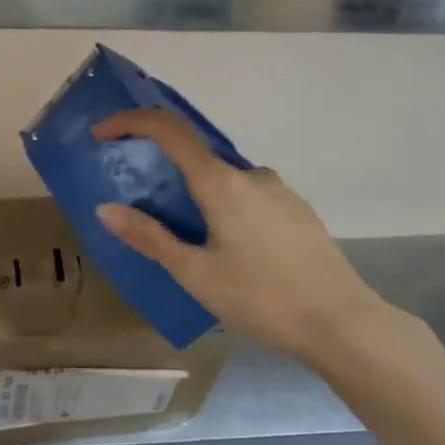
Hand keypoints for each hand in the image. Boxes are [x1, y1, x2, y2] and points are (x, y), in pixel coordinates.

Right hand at [93, 110, 405, 368]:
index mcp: (222, 183)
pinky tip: (232, 253)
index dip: (132, 122)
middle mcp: (251, 175)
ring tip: (191, 246)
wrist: (342, 323)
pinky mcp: (297, 211)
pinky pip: (248, 197)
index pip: (170, 130)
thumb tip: (106, 209)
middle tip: (144, 211)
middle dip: (164, 174)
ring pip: (224, 182)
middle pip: (197, 157)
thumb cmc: (261, 298)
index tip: (102, 133)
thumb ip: (150, 237)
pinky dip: (225, 209)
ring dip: (198, 198)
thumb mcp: (195, 273)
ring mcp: (280, 191)